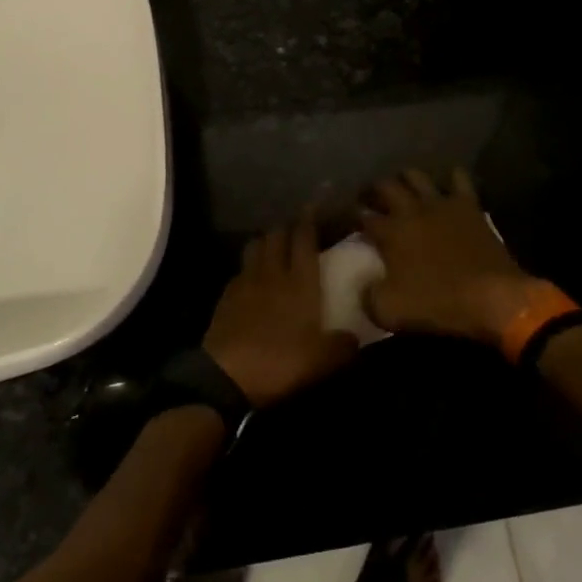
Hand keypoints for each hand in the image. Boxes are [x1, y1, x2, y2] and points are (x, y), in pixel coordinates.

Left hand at [204, 210, 358, 408]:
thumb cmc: (280, 362)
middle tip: (297, 227)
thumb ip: (343, 346)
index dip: (309, 219)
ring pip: (256, 246)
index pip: (304, 238)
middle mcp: (273, 272)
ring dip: (266, 240)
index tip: (314, 206)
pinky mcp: (226, 295)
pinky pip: (241, 269)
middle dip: (287, 226)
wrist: (227, 375)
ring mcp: (246, 281)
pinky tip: (253, 277)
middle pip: (277, 235)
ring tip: (274, 246)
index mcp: (300, 282)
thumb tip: (355, 338)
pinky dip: (249, 266)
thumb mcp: (322, 361)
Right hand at [358, 168, 534, 345]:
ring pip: (416, 176)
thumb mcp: (389, 312)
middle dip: (373, 189)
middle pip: (385, 187)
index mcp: (390, 233)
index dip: (352, 215)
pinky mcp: (468, 205)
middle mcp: (410, 210)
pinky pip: (458, 179)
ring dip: (405, 178)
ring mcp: (440, 204)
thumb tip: (363, 286)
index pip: (362, 216)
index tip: (347, 217)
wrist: (491, 297)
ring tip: (403, 186)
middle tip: (370, 197)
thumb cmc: (438, 304)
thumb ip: (368, 296)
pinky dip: (451, 177)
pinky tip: (448, 182)